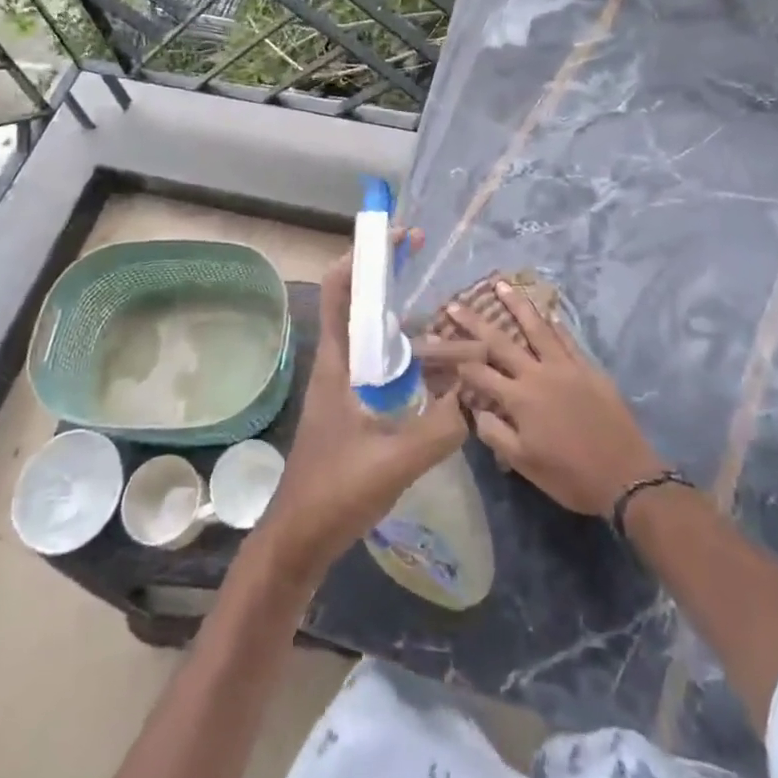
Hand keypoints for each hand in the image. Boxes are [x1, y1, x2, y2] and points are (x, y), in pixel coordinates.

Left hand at [256, 228, 469, 576]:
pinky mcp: (352, 406)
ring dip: (400, 318)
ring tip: (441, 313)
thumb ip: (440, 429)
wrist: (299, 539)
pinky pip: (380, 364)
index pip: (340, 290)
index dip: (364, 256)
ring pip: (372, 335)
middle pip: (359, 304)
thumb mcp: (394, 461)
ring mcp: (343, 385)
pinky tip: (434, 368)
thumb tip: (478, 395)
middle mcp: (338, 363)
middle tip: (425, 262)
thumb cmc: (335, 492)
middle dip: (389, 277)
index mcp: (337, 362)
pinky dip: (404, 353)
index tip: (398, 238)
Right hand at [442, 279, 664, 516]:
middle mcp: (538, 374)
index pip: (480, 373)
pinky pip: (566, 339)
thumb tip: (475, 410)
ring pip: (536, 328)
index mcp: (519, 399)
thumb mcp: (524, 464)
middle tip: (455, 304)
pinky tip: (545, 313)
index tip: (440, 345)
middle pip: (500, 342)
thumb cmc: (570, 476)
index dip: (458, 360)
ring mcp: (565, 367)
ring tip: (500, 285)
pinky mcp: (588, 368)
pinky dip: (553, 324)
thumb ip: (495, 434)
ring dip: (516, 305)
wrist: (625, 476)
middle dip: (474, 322)